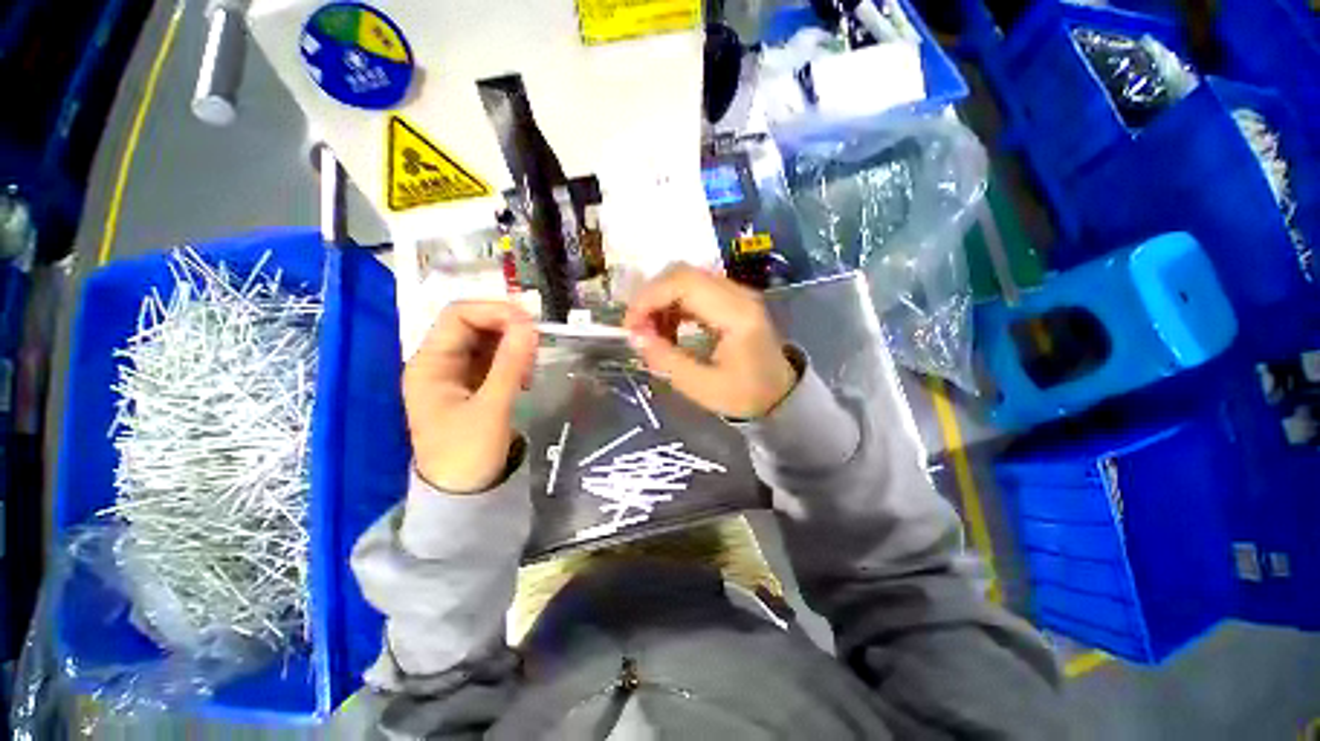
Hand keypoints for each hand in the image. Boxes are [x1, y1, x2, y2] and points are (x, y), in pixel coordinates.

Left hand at [404, 302, 537, 493]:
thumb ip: (511, 365)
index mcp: (429, 364)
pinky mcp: (472, 385)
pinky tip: (526, 374)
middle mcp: (438, 362)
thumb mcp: (492, 408)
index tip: (530, 322)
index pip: (458, 316)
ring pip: (486, 341)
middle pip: (472, 324)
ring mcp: (455, 374)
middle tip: (538, 340)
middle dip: (506, 326)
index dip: (494, 311)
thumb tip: (530, 325)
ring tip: (533, 363)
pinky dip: (513, 359)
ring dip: (512, 343)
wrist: (463, 495)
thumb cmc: (469, 454)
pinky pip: (494, 359)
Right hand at [624, 264, 797, 418]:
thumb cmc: (745, 394)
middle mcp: (738, 293)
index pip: (684, 283)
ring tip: (652, 333)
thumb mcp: (702, 387)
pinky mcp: (730, 299)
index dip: (649, 298)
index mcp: (737, 314)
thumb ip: (666, 360)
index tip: (630, 326)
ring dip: (660, 301)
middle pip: (682, 273)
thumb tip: (635, 336)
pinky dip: (673, 305)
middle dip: (651, 297)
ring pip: (685, 278)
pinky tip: (668, 329)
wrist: (779, 394)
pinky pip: (693, 290)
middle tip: (637, 329)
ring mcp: (736, 293)